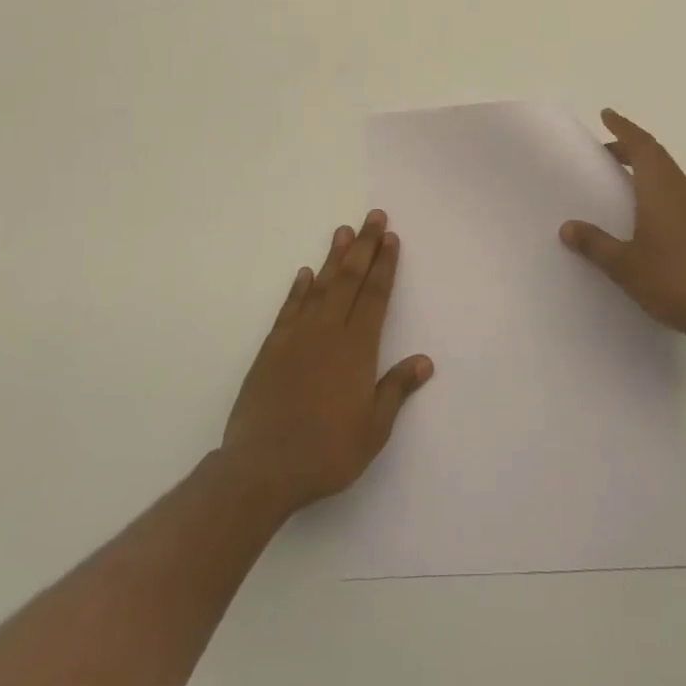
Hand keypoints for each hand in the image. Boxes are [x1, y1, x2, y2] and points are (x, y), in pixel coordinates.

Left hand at [219, 210, 432, 519]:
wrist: (262, 469)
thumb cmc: (326, 452)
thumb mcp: (373, 430)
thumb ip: (396, 390)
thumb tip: (424, 361)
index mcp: (357, 349)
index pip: (375, 296)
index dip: (384, 265)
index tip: (390, 238)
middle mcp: (328, 332)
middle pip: (350, 280)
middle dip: (364, 246)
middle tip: (373, 216)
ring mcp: (297, 337)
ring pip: (321, 286)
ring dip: (334, 258)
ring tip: (343, 231)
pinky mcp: (271, 349)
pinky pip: (289, 309)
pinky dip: (299, 289)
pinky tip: (305, 273)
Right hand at [560, 110, 685, 348]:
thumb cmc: (671, 281)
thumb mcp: (623, 265)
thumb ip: (595, 244)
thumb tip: (567, 227)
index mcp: (661, 189)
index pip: (642, 146)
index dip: (623, 127)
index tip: (606, 114)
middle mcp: (682, 190)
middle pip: (656, 155)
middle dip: (630, 146)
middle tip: (606, 148)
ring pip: (669, 173)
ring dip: (646, 166)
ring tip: (623, 175)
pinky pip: (678, 191)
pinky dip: (658, 186)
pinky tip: (648, 209)